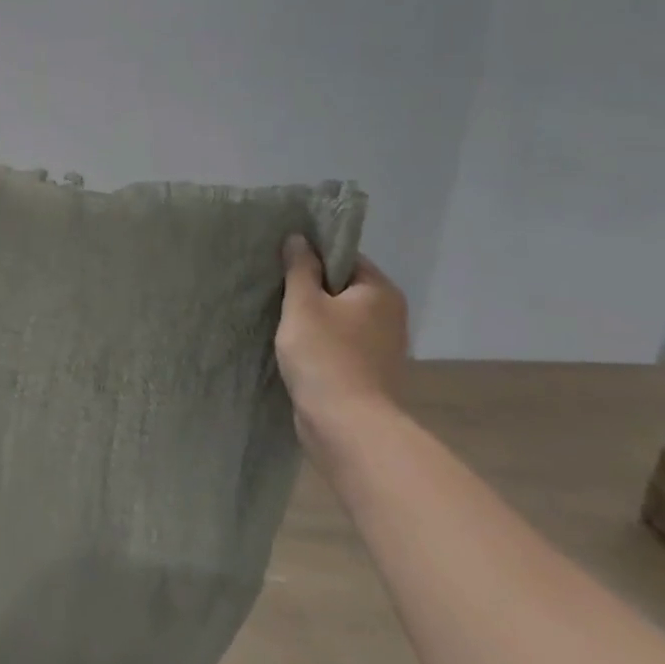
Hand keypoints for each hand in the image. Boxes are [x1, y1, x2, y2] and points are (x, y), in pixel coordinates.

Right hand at [275, 236, 408, 440]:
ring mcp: (382, 346)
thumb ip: (299, 268)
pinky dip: (320, 342)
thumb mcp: (303, 304)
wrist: (346, 425)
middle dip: (310, 289)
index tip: (282, 263)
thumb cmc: (325, 356)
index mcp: (380, 291)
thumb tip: (298, 238)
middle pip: (342, 288)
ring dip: (313, 318)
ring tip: (279, 318)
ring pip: (340, 318)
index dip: (312, 257)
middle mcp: (390, 315)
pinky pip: (340, 343)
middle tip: (275, 289)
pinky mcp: (370, 372)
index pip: (345, 257)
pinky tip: (295, 347)